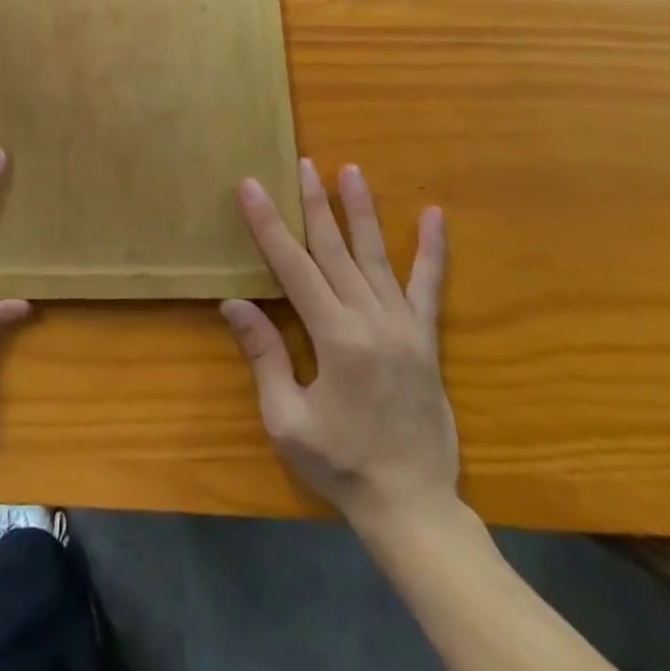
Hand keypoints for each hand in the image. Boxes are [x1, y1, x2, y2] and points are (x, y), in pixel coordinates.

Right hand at [222, 160, 457, 536]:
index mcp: (335, 337)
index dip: (269, 225)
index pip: (293, 267)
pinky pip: (429, 287)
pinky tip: (435, 217)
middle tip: (302, 163)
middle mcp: (372, 320)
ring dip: (361, 211)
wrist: (413, 507)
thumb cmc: (340, 463)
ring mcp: (404, 326)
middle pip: (335, 249)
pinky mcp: (425, 339)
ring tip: (351, 170)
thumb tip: (234, 303)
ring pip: (376, 256)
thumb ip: (264, 356)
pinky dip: (433, 251)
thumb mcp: (287, 419)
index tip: (252, 187)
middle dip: (314, 203)